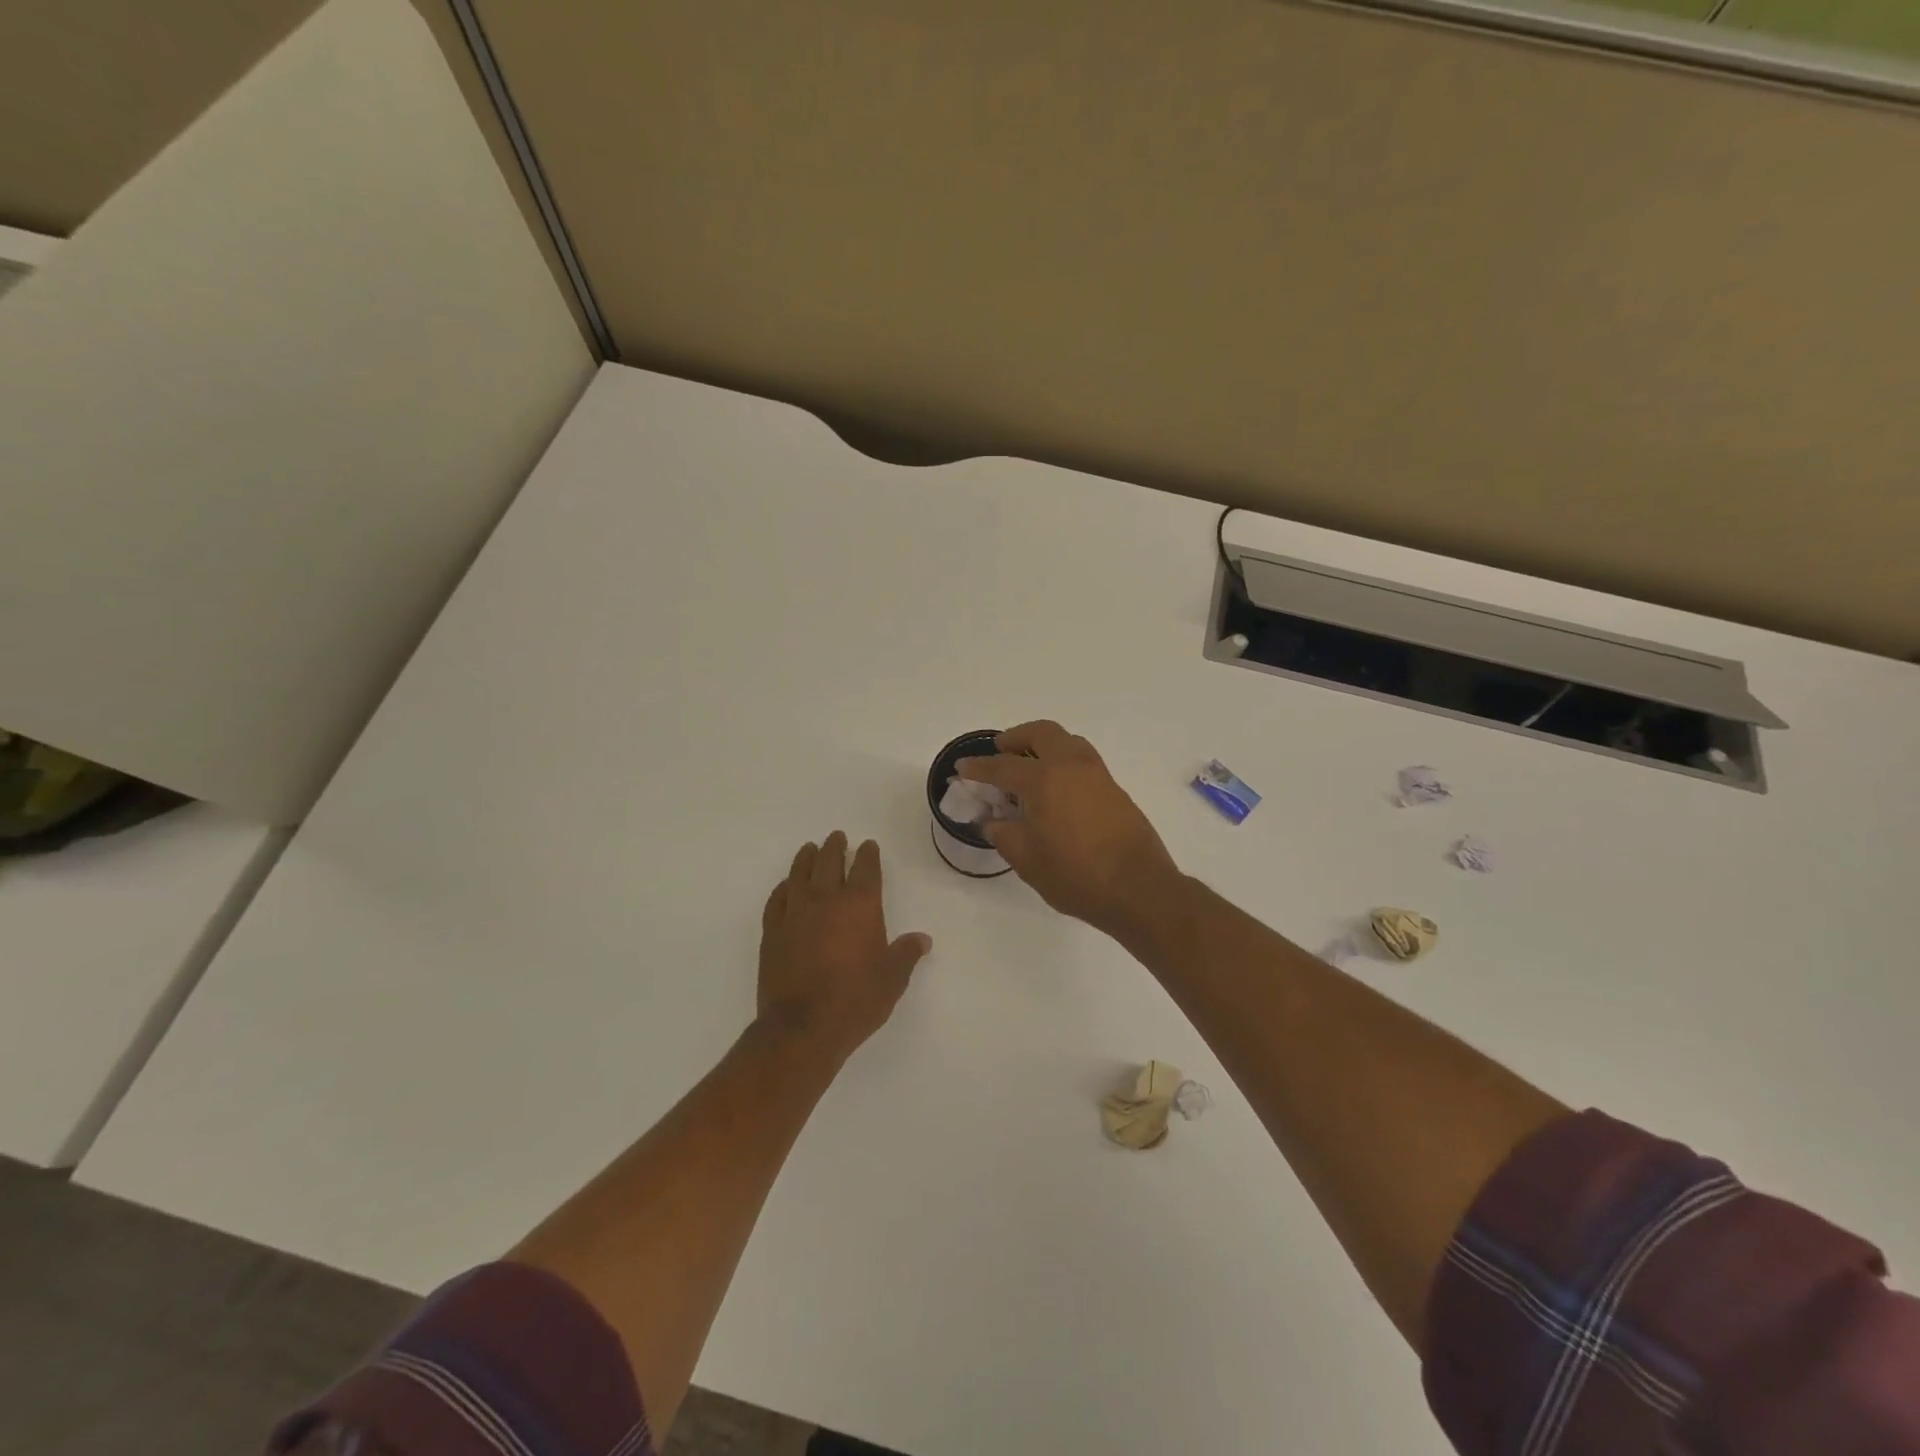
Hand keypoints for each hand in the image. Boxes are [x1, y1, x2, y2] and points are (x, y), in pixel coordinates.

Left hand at [757, 831, 931, 1061]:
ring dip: (806, 858)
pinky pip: (777, 899)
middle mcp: (826, 899)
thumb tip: (922, 939)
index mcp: (860, 905)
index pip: (865, 868)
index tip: (868, 846)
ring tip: (810, 848)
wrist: (802, 1027)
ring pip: (799, 874)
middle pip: (829, 862)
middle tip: (837, 837)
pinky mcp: (773, 931)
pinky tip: (786, 886)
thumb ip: (906, 953)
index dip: (868, 855)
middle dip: (835, 847)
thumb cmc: (856, 1000)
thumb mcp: (892, 979)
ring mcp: (795, 913)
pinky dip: (783, 888)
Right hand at [958, 721, 1179, 937]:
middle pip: (1042, 733)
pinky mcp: (1115, 789)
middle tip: (1000, 750)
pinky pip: (1083, 760)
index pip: (1002, 767)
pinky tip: (1057, 788)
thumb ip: (1004, 835)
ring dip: (1044, 745)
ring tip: (1030, 765)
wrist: (1139, 889)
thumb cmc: (1076, 876)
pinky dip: (1063, 761)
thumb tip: (993, 821)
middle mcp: (1071, 767)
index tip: (962, 768)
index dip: (979, 768)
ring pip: (1067, 741)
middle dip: (1016, 737)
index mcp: (1044, 780)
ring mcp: (1098, 775)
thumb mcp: (1027, 860)